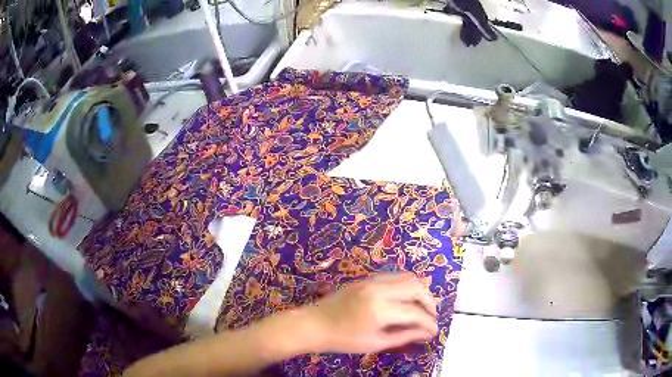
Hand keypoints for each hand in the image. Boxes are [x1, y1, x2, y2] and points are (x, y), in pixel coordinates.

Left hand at [303, 273, 437, 353]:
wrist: (313, 324)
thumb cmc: (343, 339)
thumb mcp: (376, 343)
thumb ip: (404, 336)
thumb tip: (427, 333)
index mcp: (380, 309)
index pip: (415, 313)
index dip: (429, 323)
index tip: (434, 332)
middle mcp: (378, 289)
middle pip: (416, 286)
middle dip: (429, 302)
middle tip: (431, 316)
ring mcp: (371, 281)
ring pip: (406, 277)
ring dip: (418, 291)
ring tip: (421, 307)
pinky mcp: (366, 279)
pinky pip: (393, 276)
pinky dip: (405, 286)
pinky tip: (404, 300)